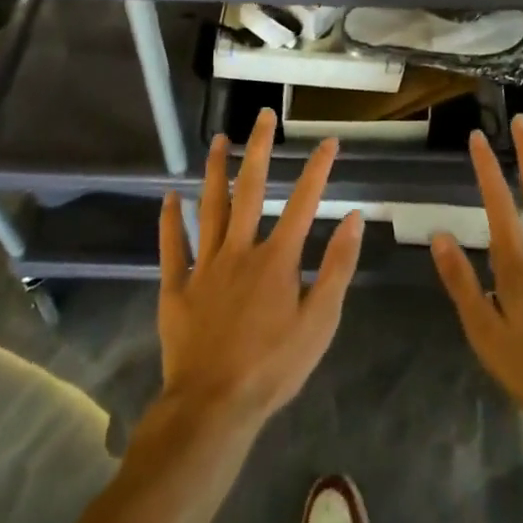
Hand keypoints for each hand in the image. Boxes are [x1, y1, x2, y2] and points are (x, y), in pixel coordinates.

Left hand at [158, 110, 364, 425]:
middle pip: (251, 190)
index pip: (304, 202)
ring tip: (219, 139)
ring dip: (215, 171)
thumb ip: (337, 267)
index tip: (329, 140)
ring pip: (210, 208)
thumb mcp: (320, 322)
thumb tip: (353, 218)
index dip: (318, 169)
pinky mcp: (177, 288)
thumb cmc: (273, 367)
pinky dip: (170, 221)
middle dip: (259, 149)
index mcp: (277, 259)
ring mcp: (206, 266)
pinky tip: (169, 197)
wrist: (213, 407)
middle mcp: (240, 250)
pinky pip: (173, 248)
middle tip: (263, 115)